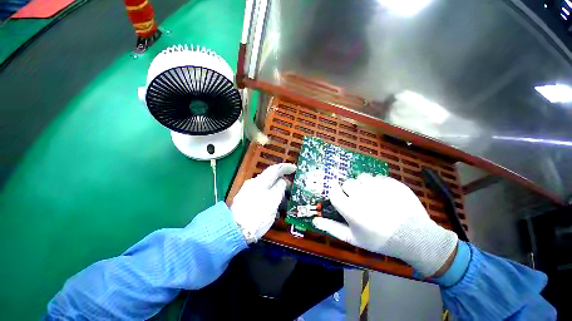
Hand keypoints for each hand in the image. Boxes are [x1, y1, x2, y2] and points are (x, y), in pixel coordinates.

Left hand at [231, 163, 295, 243]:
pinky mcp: (246, 200)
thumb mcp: (273, 201)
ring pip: (266, 187)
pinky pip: (262, 194)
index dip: (285, 167)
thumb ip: (279, 188)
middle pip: (270, 178)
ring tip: (284, 201)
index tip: (295, 168)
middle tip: (291, 188)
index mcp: (260, 182)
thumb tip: (282, 181)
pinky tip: (274, 207)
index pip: (274, 169)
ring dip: (277, 191)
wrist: (235, 231)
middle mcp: (253, 183)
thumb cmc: (257, 216)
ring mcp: (248, 191)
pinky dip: (270, 197)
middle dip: (282, 182)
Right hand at [312, 173, 457, 275]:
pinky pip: (376, 177)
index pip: (333, 191)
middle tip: (360, 201)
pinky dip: (377, 184)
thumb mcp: (353, 238)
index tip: (340, 195)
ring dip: (363, 185)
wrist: (414, 237)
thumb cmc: (380, 240)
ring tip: (372, 196)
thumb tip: (315, 220)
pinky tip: (385, 195)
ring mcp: (377, 186)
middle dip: (350, 190)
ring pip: (361, 177)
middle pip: (347, 183)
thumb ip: (332, 228)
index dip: (336, 192)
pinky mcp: (391, 182)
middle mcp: (361, 194)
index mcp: (350, 208)